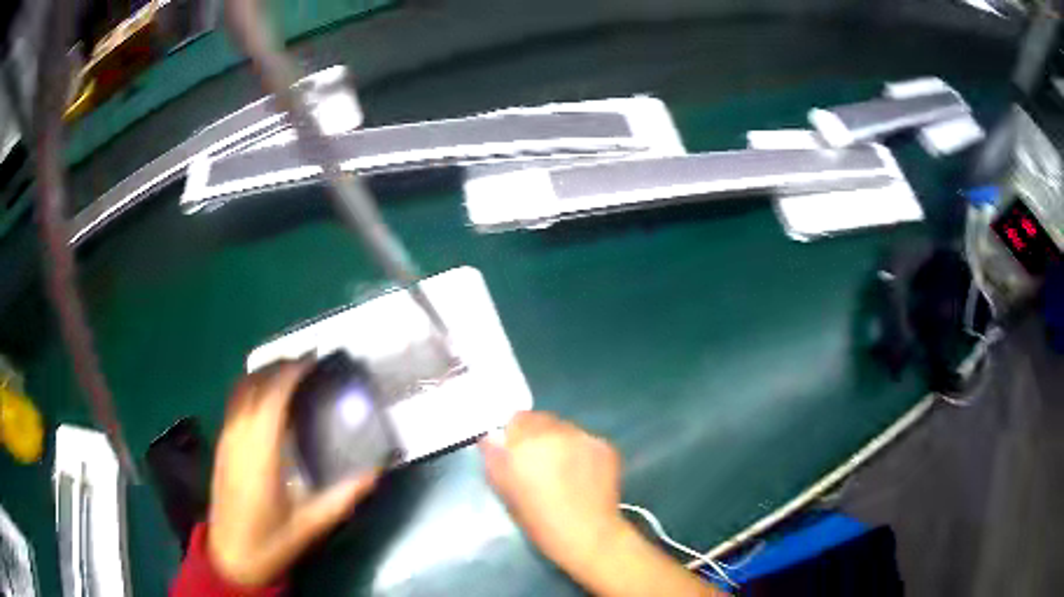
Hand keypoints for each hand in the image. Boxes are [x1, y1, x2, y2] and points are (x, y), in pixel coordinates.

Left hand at [207, 361, 378, 586]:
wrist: (231, 556)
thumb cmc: (271, 542)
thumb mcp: (311, 525)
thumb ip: (342, 497)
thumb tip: (374, 473)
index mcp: (261, 455)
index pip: (271, 397)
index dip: (290, 373)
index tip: (313, 361)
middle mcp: (239, 438)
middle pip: (253, 385)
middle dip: (279, 366)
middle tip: (308, 364)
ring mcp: (226, 439)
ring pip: (240, 390)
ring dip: (263, 373)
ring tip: (289, 374)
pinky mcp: (221, 445)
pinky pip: (234, 402)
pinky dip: (251, 387)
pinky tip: (267, 398)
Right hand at [480, 411, 625, 572]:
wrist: (586, 533)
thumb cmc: (538, 518)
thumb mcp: (504, 489)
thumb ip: (494, 456)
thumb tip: (492, 437)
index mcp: (525, 440)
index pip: (516, 419)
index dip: (514, 435)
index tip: (515, 452)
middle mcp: (556, 431)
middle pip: (542, 420)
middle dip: (538, 436)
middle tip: (538, 462)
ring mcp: (584, 436)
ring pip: (566, 429)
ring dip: (561, 442)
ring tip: (563, 469)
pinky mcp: (605, 446)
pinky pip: (586, 441)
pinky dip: (582, 452)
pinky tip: (583, 474)